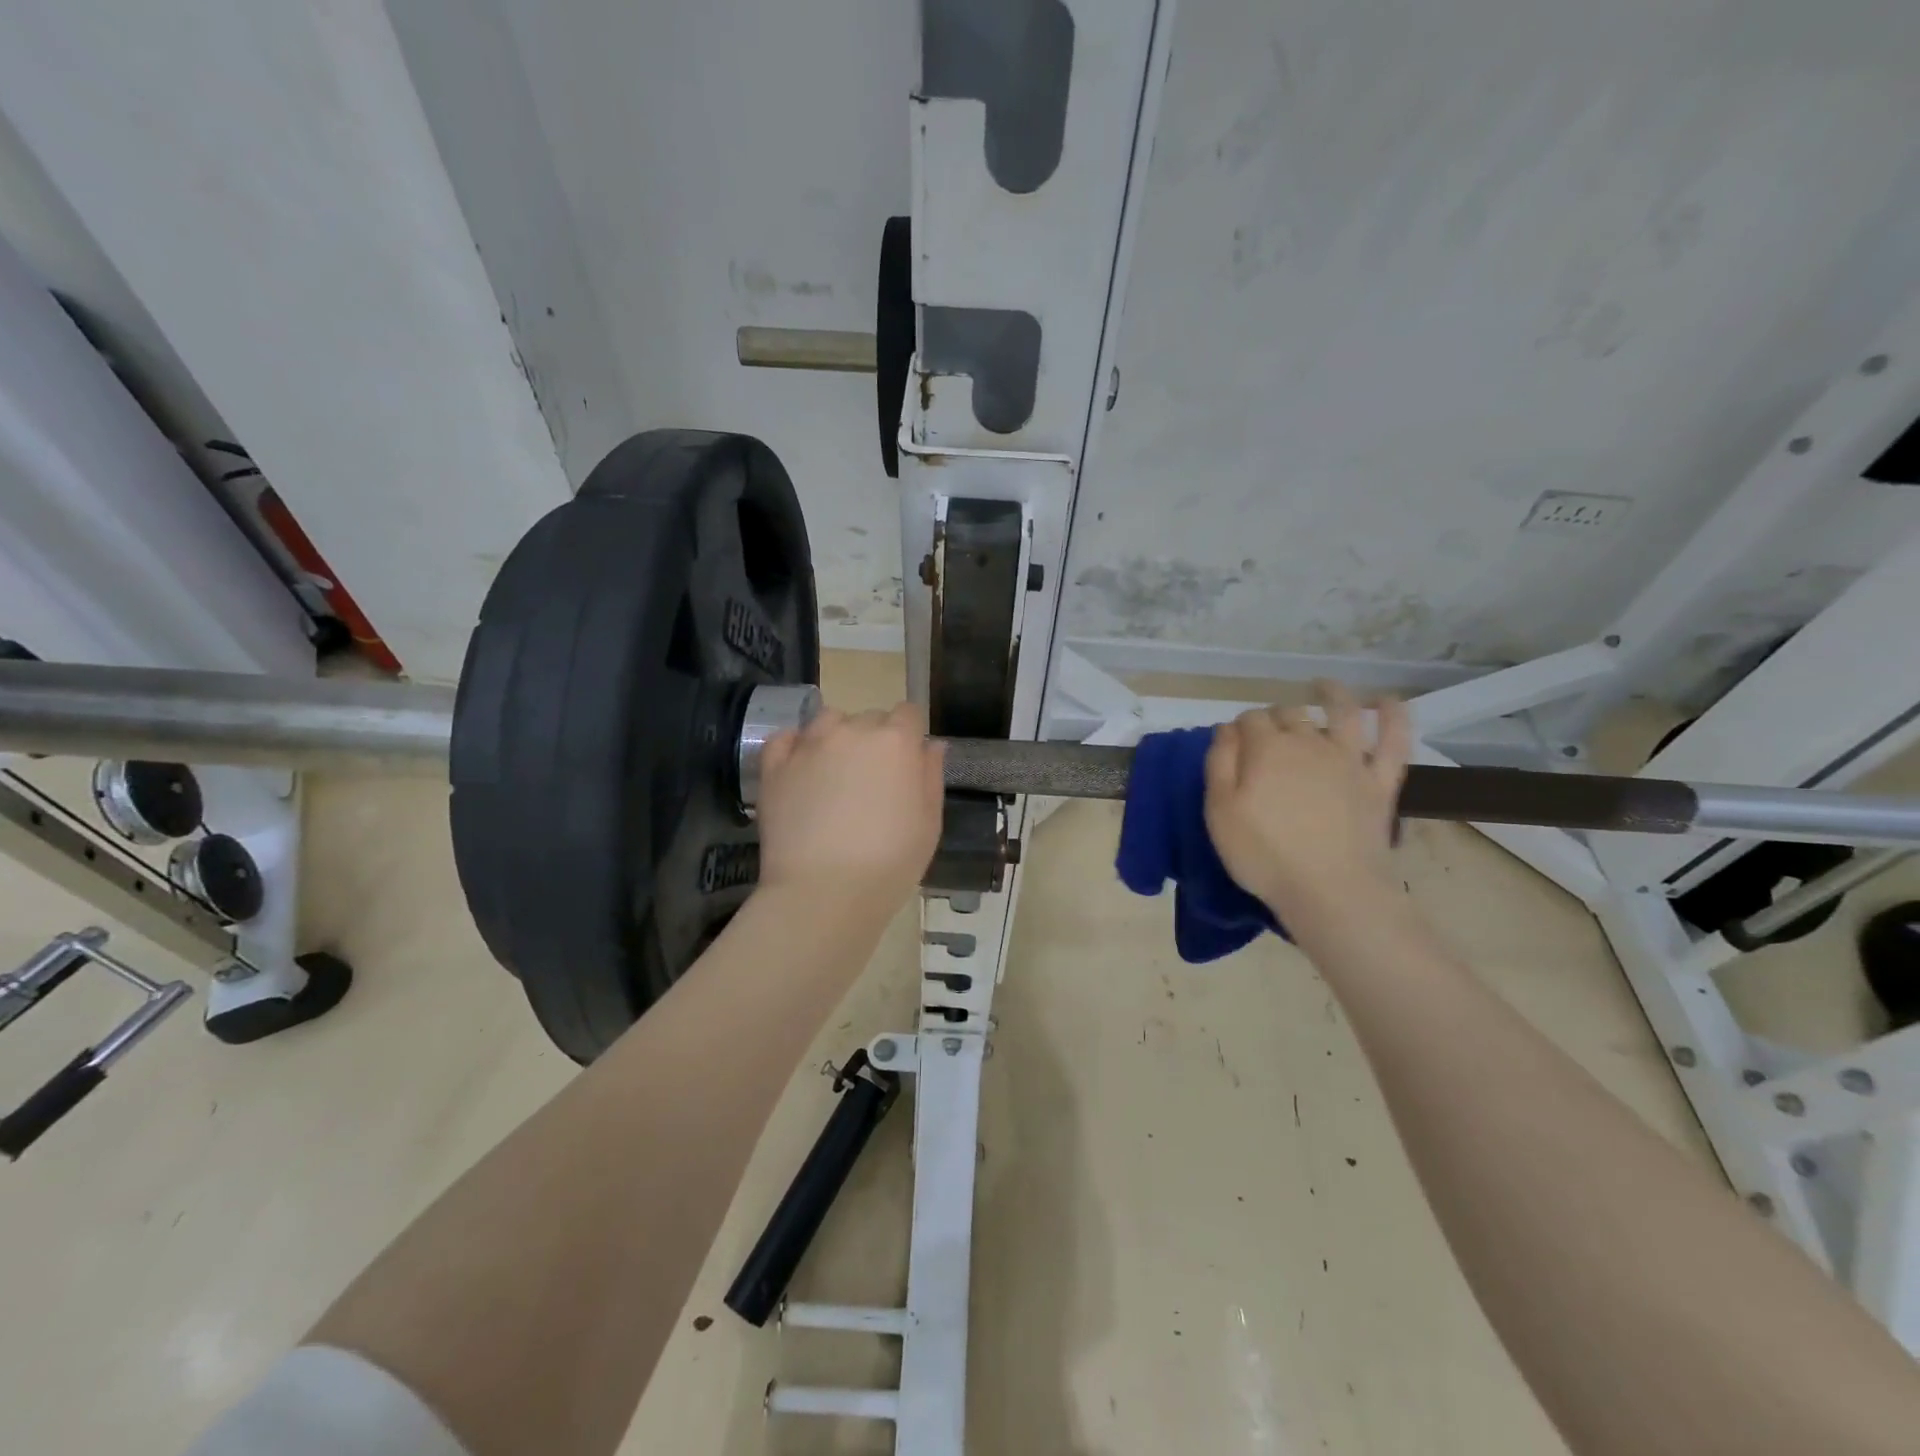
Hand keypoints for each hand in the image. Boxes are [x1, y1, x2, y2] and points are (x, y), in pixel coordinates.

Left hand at [755, 701, 945, 910]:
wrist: (823, 893)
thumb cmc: (889, 863)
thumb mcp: (929, 823)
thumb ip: (931, 776)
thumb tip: (931, 745)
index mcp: (896, 742)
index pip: (908, 713)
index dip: (910, 734)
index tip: (908, 761)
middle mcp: (852, 731)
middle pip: (869, 718)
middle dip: (876, 739)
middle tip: (873, 780)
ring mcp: (809, 745)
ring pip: (828, 721)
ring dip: (837, 737)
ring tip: (836, 773)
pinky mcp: (775, 766)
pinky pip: (786, 738)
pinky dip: (796, 746)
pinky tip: (802, 769)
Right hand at [1203, 683, 1411, 924]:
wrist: (1330, 890)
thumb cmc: (1264, 854)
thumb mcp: (1220, 811)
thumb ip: (1219, 763)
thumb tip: (1226, 729)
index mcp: (1265, 749)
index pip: (1248, 720)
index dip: (1239, 727)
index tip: (1233, 744)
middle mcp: (1308, 742)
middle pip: (1288, 713)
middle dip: (1274, 715)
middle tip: (1266, 733)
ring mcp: (1349, 758)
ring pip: (1342, 711)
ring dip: (1332, 693)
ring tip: (1323, 686)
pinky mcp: (1380, 780)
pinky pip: (1394, 739)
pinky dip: (1393, 715)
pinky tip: (1386, 701)